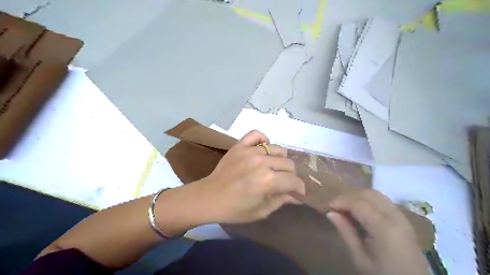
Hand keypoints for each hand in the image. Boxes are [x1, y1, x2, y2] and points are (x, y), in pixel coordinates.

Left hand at [196, 129, 304, 223]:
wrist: (209, 198)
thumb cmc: (235, 209)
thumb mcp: (261, 211)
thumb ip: (281, 201)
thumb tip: (297, 196)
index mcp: (268, 181)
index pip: (293, 180)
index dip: (299, 188)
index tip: (298, 191)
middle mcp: (261, 162)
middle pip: (288, 163)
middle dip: (291, 175)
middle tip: (285, 181)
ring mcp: (249, 151)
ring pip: (277, 149)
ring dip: (279, 159)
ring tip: (273, 167)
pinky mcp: (239, 146)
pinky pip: (256, 135)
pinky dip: (263, 140)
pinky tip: (263, 149)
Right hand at [329, 190, 429, 274]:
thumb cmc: (382, 274)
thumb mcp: (360, 258)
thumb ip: (346, 233)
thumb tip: (330, 213)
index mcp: (384, 228)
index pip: (358, 203)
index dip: (341, 201)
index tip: (328, 207)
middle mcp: (395, 217)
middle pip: (368, 194)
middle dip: (349, 196)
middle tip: (336, 206)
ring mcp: (402, 217)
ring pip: (377, 195)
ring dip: (359, 196)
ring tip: (347, 207)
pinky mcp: (404, 220)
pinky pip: (383, 201)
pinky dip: (369, 200)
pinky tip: (361, 211)